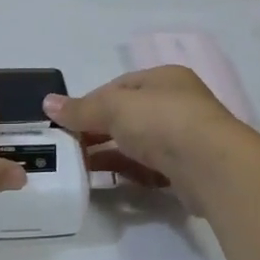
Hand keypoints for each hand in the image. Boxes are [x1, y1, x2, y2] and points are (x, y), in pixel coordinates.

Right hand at [43, 65, 250, 211]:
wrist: (212, 166)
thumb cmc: (162, 122)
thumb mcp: (114, 107)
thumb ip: (81, 109)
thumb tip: (47, 103)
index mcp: (164, 78)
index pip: (119, 86)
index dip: (90, 102)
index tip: (66, 122)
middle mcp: (177, 103)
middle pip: (128, 115)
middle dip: (98, 130)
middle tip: (70, 147)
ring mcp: (184, 137)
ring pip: (138, 143)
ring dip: (110, 153)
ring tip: (80, 167)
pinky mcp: (187, 169)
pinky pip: (150, 168)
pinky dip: (129, 171)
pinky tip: (109, 181)